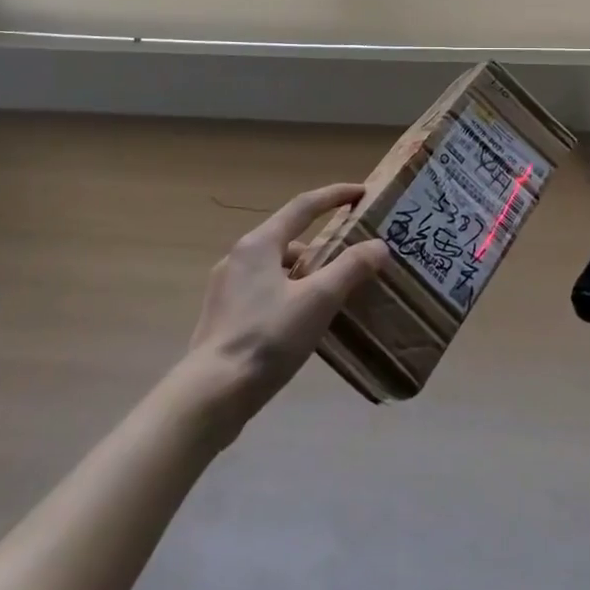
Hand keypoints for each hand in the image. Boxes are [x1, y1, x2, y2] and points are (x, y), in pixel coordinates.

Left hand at [183, 184, 390, 419]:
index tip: (361, 192)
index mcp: (259, 244)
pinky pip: (266, 291)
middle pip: (289, 238)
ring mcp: (227, 288)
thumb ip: (350, 269)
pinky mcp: (224, 317)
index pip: (303, 207)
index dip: (334, 196)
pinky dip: (290, 294)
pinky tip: (304, 320)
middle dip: (323, 243)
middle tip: (352, 254)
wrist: (210, 396)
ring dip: (306, 273)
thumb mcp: (318, 301)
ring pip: (277, 268)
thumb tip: (379, 246)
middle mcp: (239, 258)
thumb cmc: (266, 339)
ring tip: (333, 294)